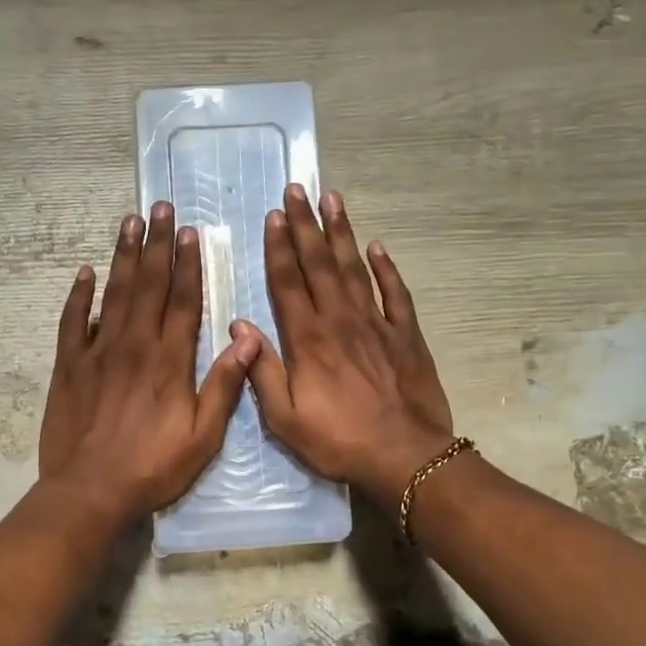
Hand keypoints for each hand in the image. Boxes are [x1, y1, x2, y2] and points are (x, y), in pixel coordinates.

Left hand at [38, 203, 259, 530]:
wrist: (90, 491)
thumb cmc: (153, 467)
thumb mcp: (203, 437)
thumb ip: (224, 386)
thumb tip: (250, 341)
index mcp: (170, 361)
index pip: (182, 301)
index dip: (188, 265)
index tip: (190, 232)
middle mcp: (134, 345)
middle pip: (148, 285)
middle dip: (156, 244)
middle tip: (160, 207)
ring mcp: (98, 353)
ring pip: (113, 294)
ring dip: (123, 256)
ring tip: (130, 222)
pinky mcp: (69, 366)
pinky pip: (73, 322)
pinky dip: (79, 295)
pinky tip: (85, 272)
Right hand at [235, 184, 454, 505]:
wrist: (405, 456)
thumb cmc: (339, 441)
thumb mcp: (285, 419)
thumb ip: (262, 371)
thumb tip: (240, 328)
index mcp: (308, 340)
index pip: (288, 283)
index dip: (279, 248)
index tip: (273, 216)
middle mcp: (340, 321)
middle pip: (319, 264)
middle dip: (305, 225)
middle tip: (297, 190)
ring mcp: (376, 324)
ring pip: (354, 268)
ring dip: (341, 233)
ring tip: (333, 199)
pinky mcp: (405, 335)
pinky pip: (395, 293)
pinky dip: (386, 268)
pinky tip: (377, 246)